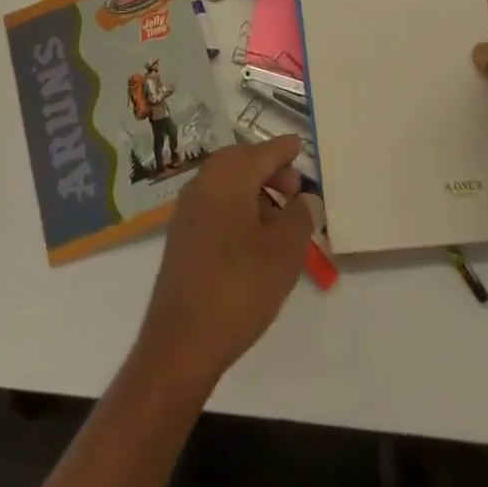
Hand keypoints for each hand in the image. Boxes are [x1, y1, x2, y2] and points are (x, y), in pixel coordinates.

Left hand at [135, 135, 321, 390]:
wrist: (181, 341)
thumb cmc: (239, 286)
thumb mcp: (284, 251)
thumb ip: (300, 217)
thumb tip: (306, 197)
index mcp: (228, 175)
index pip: (263, 151)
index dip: (285, 149)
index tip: (300, 145)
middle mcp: (203, 182)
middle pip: (242, 162)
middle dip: (270, 171)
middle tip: (296, 191)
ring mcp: (188, 209)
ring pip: (228, 185)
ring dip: (255, 192)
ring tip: (281, 222)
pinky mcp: (182, 236)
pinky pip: (216, 206)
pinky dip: (238, 209)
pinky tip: (254, 241)